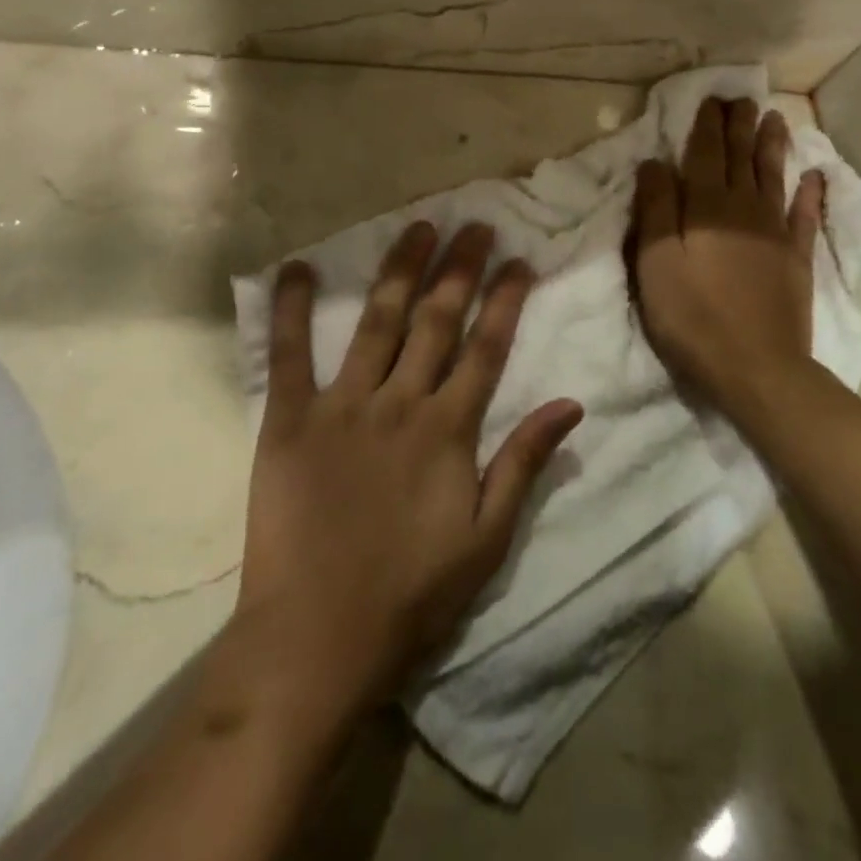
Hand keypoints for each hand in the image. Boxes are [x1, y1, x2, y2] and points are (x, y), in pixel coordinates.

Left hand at [233, 221, 582, 727]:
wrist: (317, 636)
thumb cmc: (412, 591)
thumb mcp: (488, 537)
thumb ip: (524, 463)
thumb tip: (571, 405)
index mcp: (448, 429)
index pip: (486, 348)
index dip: (505, 300)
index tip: (519, 260)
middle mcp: (400, 403)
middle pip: (437, 321)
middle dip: (459, 268)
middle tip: (473, 225)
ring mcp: (343, 406)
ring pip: (377, 322)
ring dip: (399, 270)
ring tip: (417, 228)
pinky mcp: (290, 420)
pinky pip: (290, 355)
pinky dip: (293, 309)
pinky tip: (298, 267)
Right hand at [630, 98, 824, 410]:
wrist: (755, 366)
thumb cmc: (692, 315)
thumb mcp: (656, 262)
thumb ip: (655, 209)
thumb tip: (655, 162)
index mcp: (706, 207)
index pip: (705, 154)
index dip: (707, 125)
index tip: (711, 98)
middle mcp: (744, 208)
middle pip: (741, 158)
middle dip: (740, 125)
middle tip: (742, 97)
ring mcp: (775, 233)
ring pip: (773, 177)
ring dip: (773, 146)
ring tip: (776, 118)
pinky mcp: (796, 259)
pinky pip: (804, 216)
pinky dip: (810, 193)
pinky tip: (815, 176)